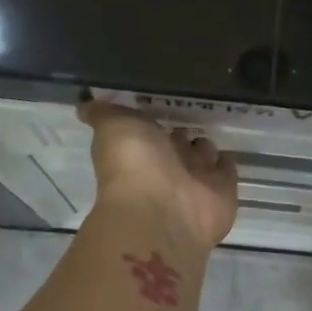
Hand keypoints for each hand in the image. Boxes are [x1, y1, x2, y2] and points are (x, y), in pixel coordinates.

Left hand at [78, 99, 240, 251]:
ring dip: (205, 145)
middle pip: (177, 143)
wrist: (164, 211)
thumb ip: (103, 112)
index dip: (154, 117)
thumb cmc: (135, 164)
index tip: (162, 100)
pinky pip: (226, 171)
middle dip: (182, 132)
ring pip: (203, 155)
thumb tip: (84, 104)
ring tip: (211, 128)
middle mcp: (166, 166)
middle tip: (194, 114)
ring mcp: (195, 180)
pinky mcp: (222, 191)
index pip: (149, 128)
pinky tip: (227, 150)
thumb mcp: (113, 125)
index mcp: (139, 149)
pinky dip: (226, 162)